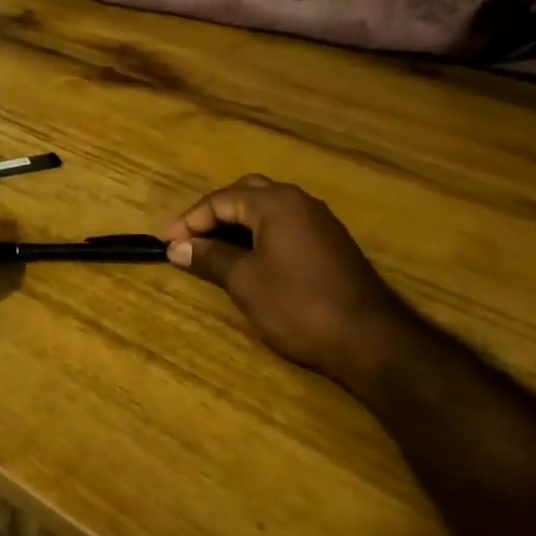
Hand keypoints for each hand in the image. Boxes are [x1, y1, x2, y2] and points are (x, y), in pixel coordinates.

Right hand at [161, 175, 416, 396]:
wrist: (371, 340)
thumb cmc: (298, 306)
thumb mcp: (244, 281)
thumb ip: (209, 258)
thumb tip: (176, 247)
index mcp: (275, 203)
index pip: (220, 200)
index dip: (189, 221)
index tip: (164, 243)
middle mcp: (298, 201)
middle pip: (244, 194)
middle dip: (213, 214)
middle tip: (189, 240)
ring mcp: (318, 221)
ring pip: (266, 209)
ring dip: (236, 224)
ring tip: (211, 249)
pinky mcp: (330, 243)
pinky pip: (284, 225)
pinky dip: (258, 234)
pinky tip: (248, 258)